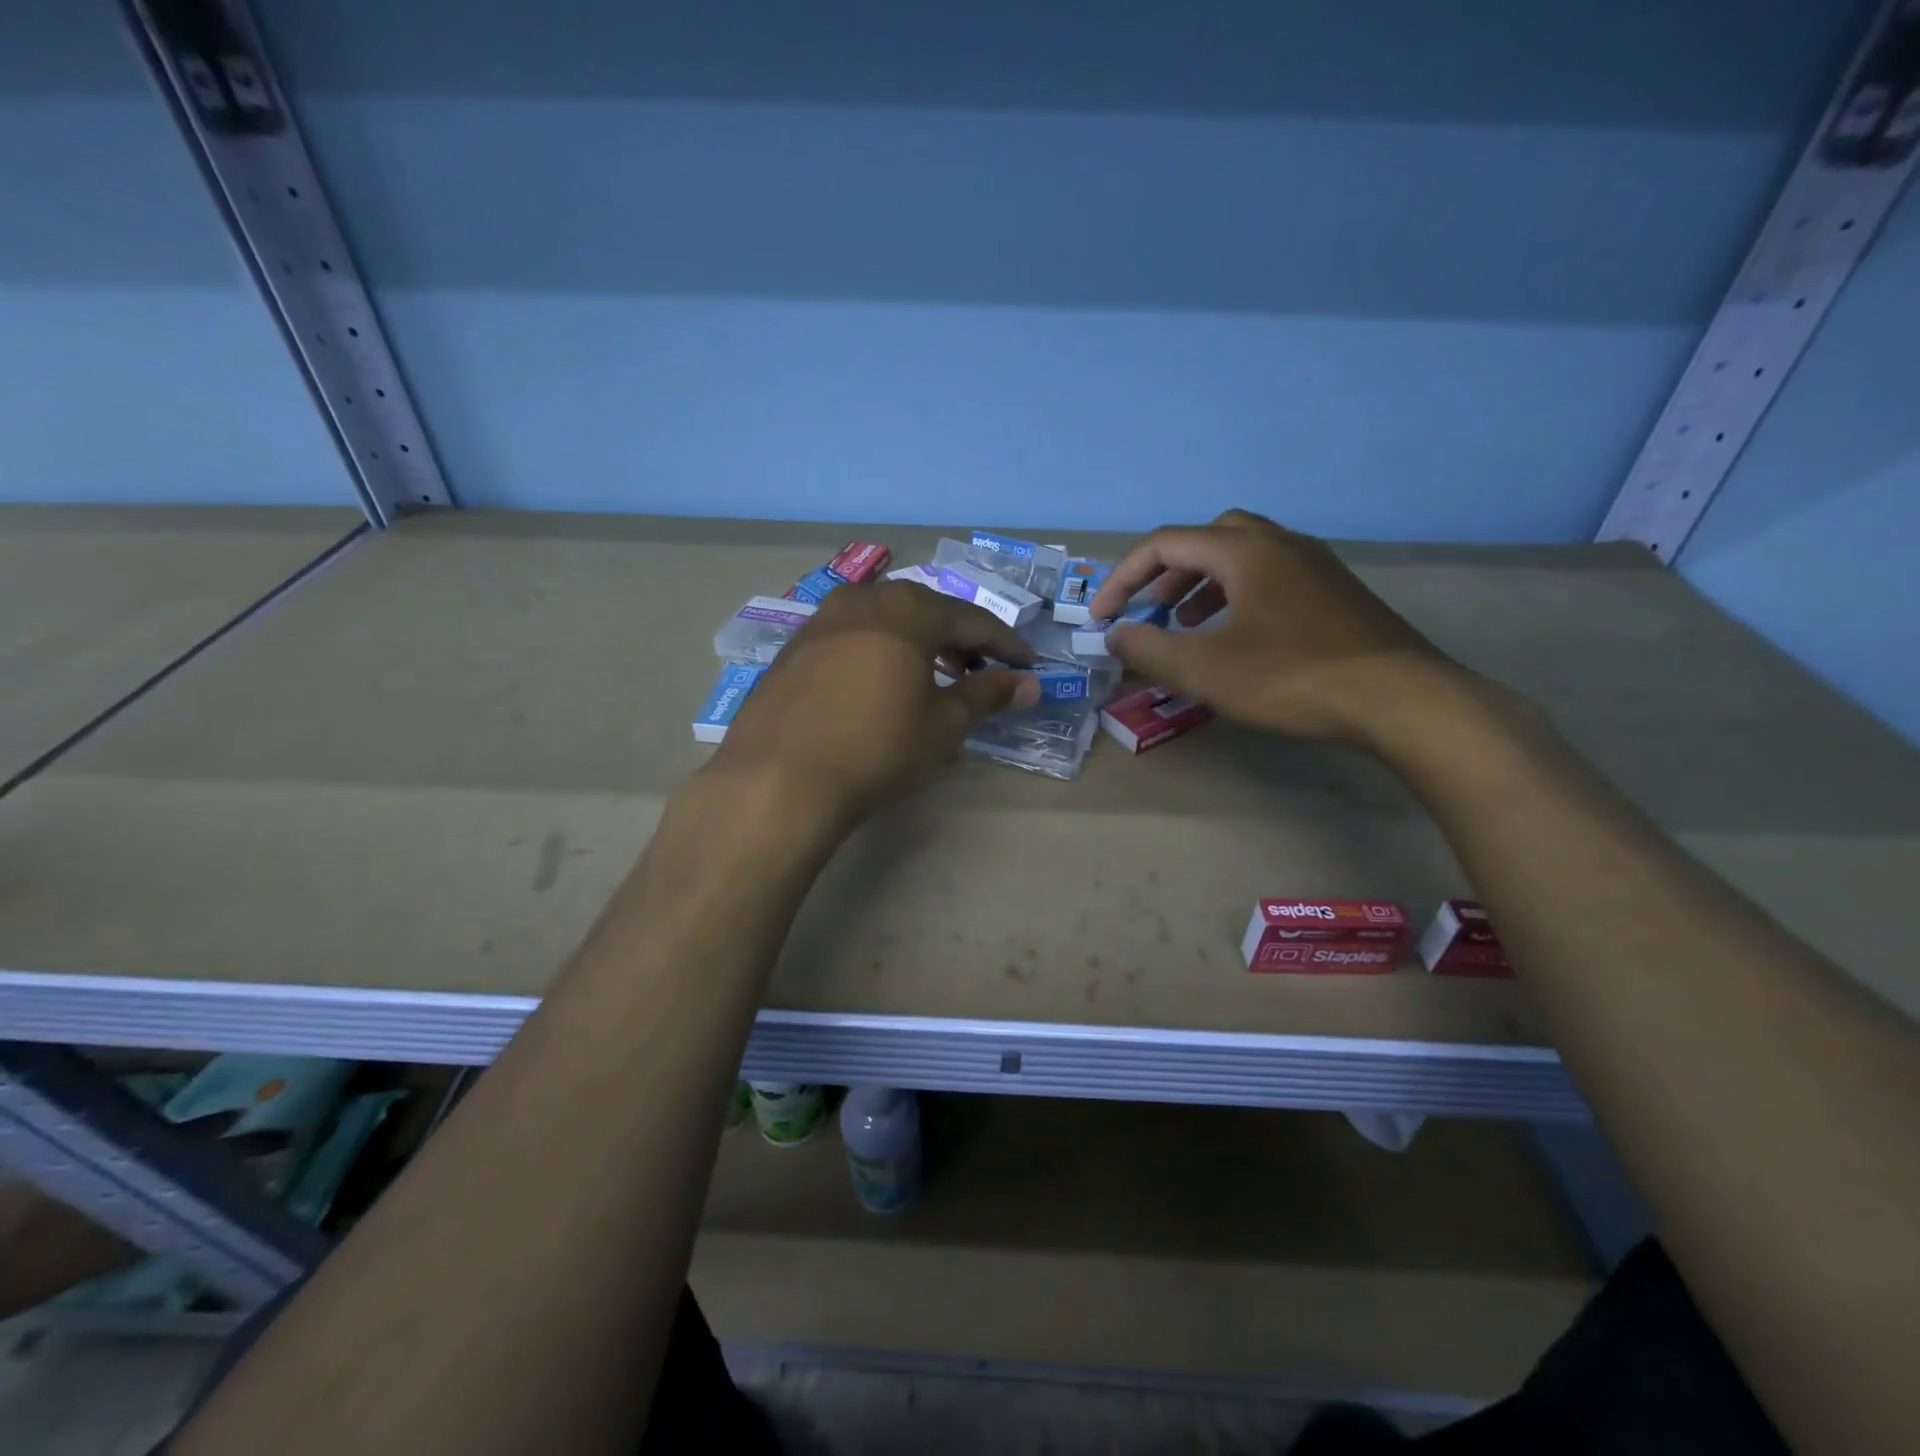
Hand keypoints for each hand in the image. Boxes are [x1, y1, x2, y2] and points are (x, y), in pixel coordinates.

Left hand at [710, 582, 1039, 824]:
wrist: (778, 779)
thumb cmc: (877, 749)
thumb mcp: (943, 725)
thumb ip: (988, 695)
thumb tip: (1029, 684)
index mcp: (908, 611)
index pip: (972, 621)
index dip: (1005, 644)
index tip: (1028, 665)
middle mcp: (864, 600)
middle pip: (926, 610)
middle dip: (959, 638)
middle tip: (981, 669)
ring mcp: (822, 620)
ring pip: (885, 619)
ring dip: (918, 641)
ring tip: (933, 676)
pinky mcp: (794, 647)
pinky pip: (852, 635)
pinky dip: (879, 650)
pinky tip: (881, 682)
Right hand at [1086, 509, 1457, 746]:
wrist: (1400, 699)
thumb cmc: (1292, 677)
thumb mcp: (1205, 669)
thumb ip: (1149, 648)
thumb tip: (1115, 634)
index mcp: (1244, 551)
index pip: (1164, 544)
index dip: (1123, 578)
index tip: (1102, 617)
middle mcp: (1281, 543)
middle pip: (1208, 538)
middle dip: (1168, 571)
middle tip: (1151, 607)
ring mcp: (1315, 565)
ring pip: (1243, 556)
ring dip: (1203, 583)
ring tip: (1187, 621)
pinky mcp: (1336, 592)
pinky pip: (1272, 577)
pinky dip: (1239, 595)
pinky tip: (1239, 636)